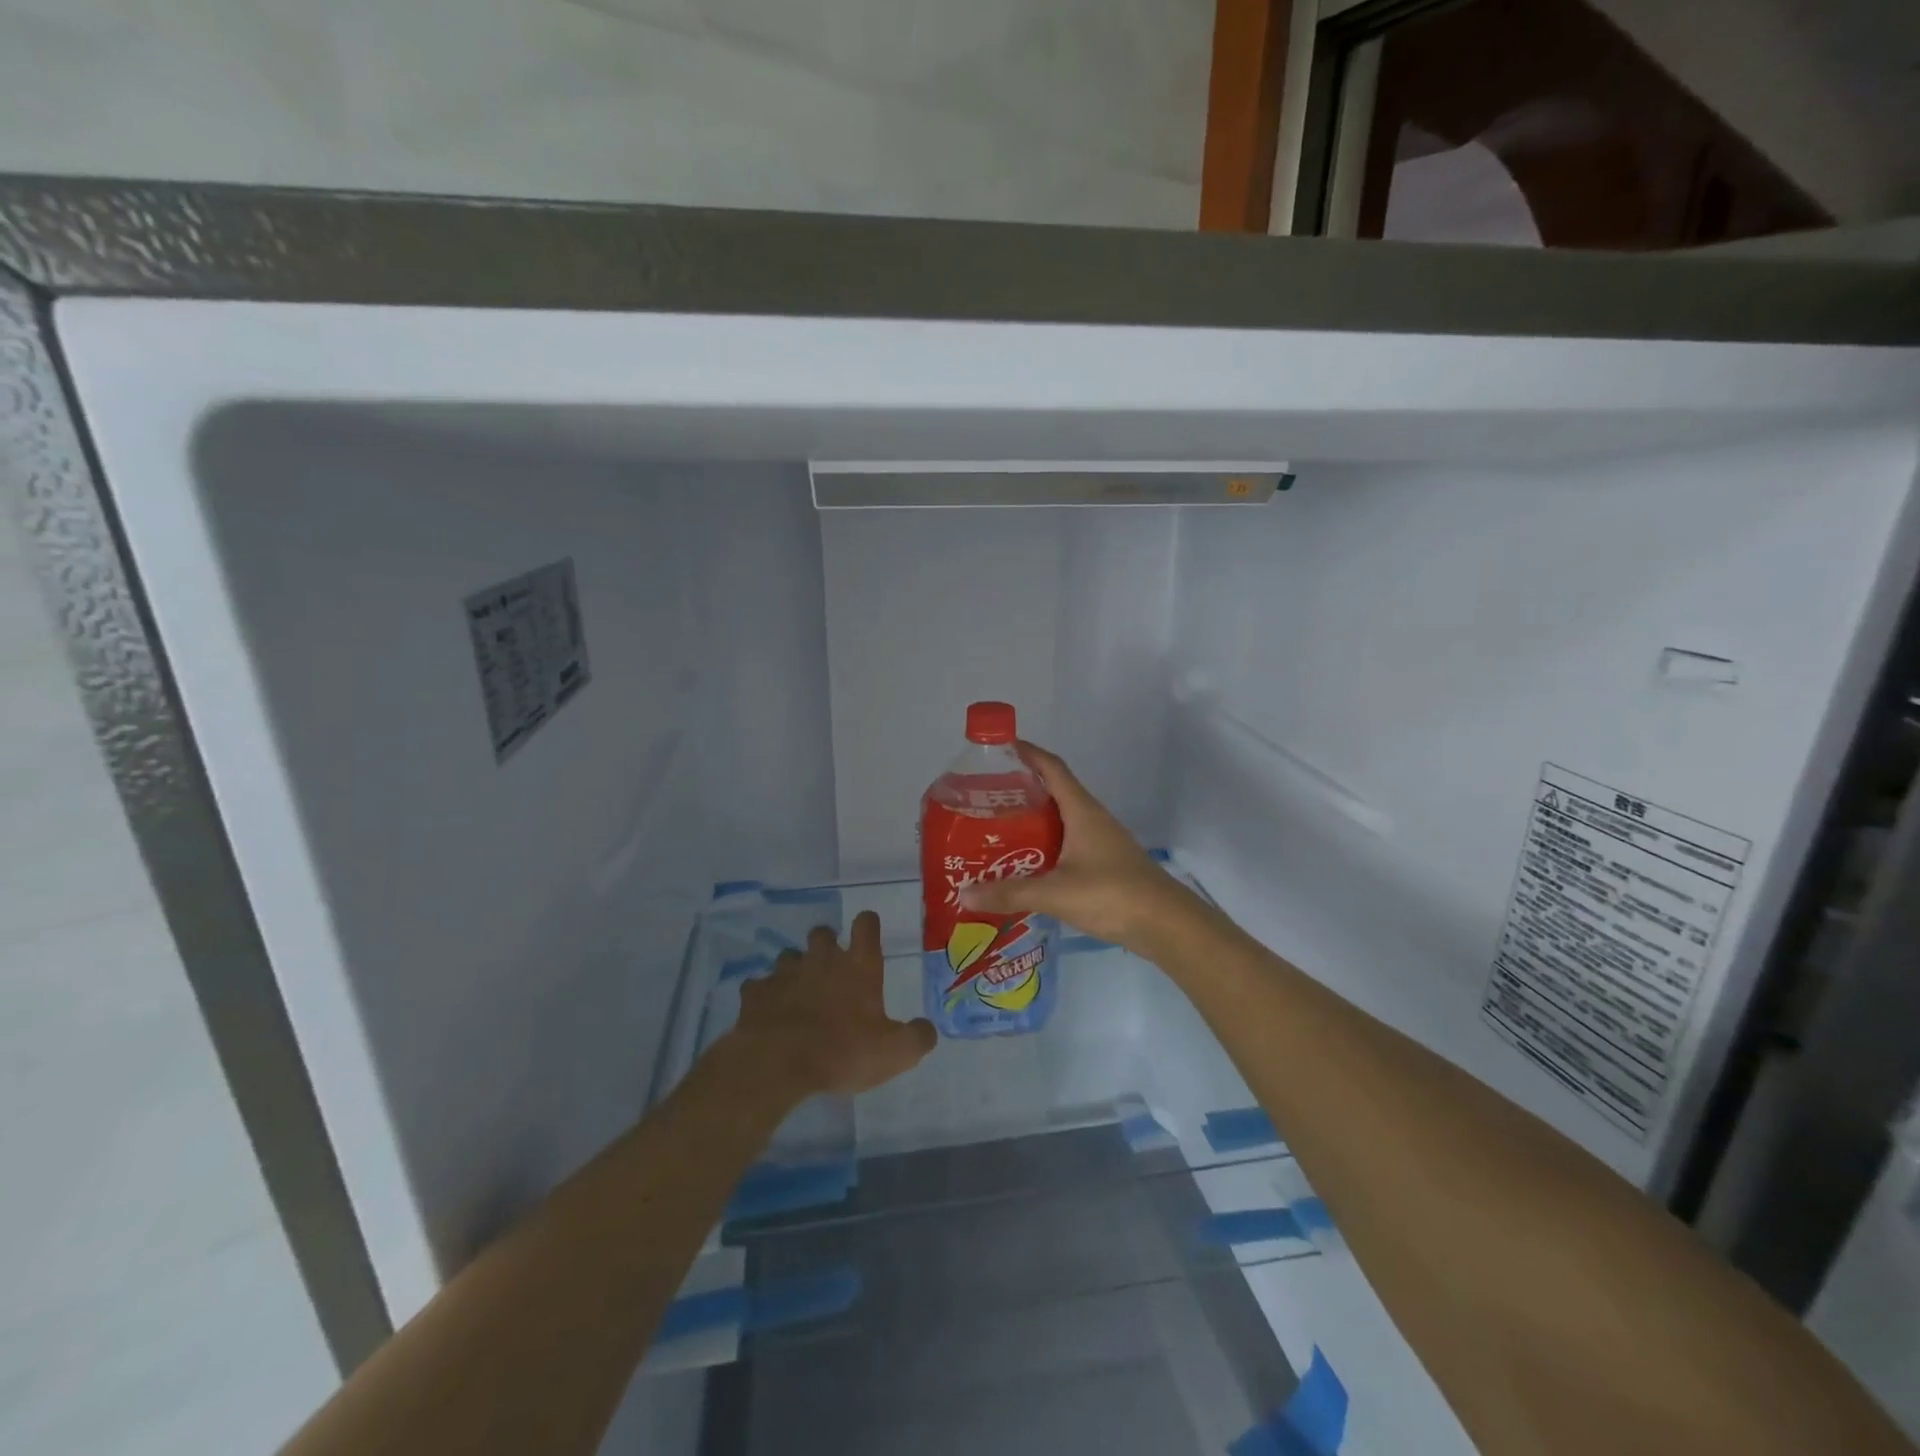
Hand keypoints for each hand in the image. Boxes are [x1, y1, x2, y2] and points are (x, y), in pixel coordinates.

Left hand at [726, 910, 936, 1098]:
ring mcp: (785, 972)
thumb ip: (917, 1037)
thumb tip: (927, 1029)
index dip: (868, 925)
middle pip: (822, 933)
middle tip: (831, 968)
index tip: (868, 933)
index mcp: (858, 966)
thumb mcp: (895, 1052)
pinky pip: (760, 986)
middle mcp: (822, 959)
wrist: (778, 1064)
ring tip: (799, 992)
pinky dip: (765, 995)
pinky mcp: (756, 992)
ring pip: (789, 956)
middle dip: (826, 944)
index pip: (866, 924)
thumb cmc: (843, 1052)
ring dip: (795, 969)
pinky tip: (770, 1012)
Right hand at [959, 741, 1205, 954]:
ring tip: (995, 831)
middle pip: (1052, 792)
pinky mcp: (1102, 864)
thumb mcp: (1056, 893)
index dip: (1027, 752)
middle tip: (983, 799)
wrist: (1165, 924)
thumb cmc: (1112, 894)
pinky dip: (1043, 847)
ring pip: (1059, 821)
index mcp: (1081, 811)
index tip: (998, 747)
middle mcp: (1090, 819)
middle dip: (1019, 790)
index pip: (1052, 767)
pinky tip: (1024, 866)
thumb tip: (965, 893)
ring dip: (1030, 821)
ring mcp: (1099, 842)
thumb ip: (1010, 892)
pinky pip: (1065, 844)